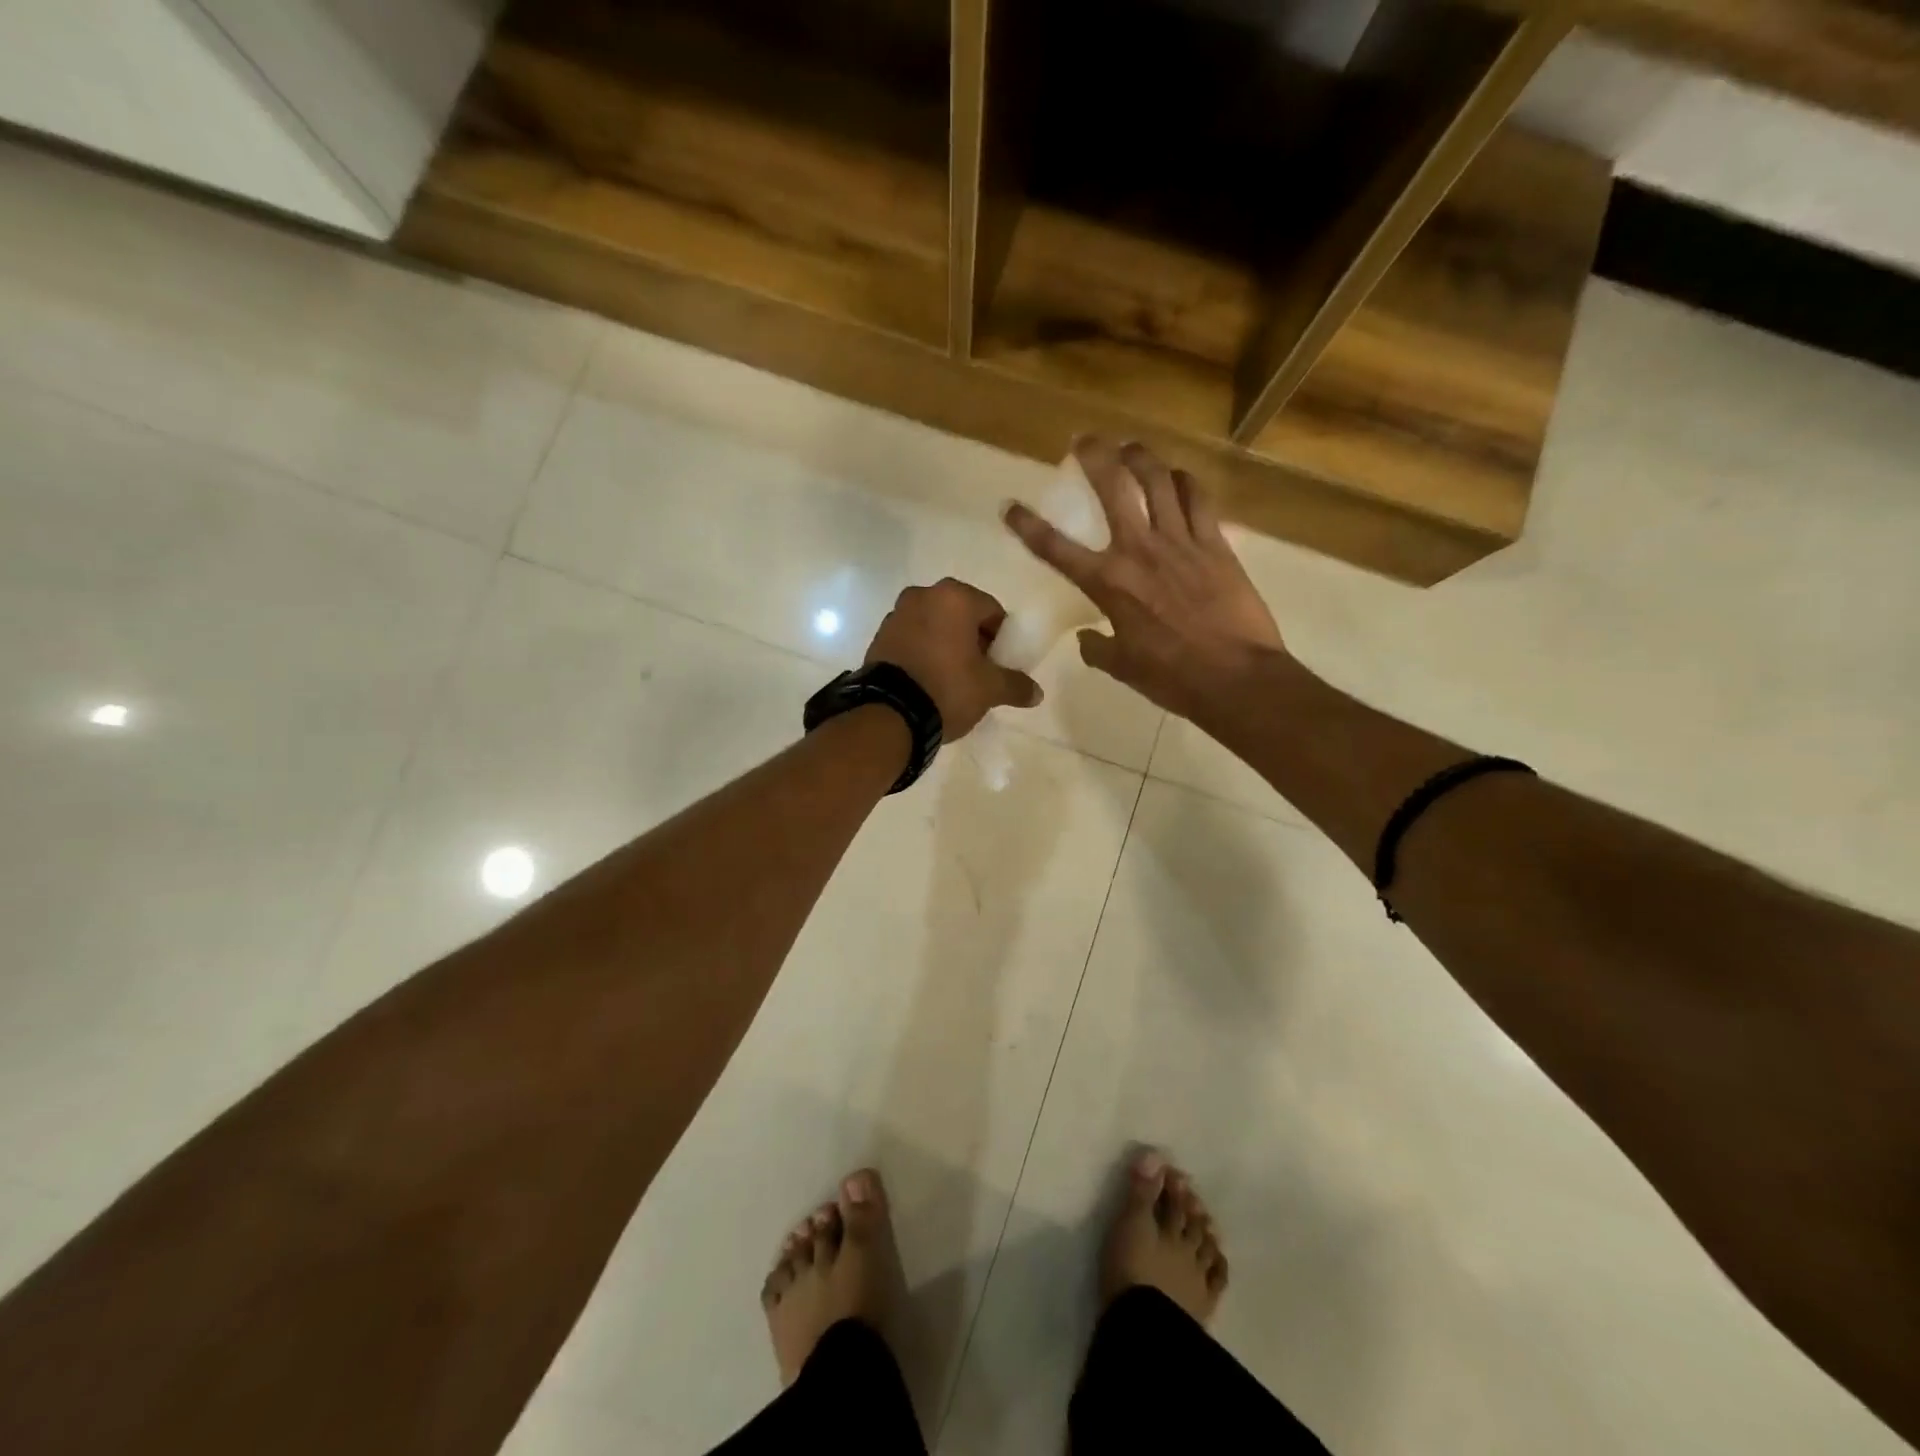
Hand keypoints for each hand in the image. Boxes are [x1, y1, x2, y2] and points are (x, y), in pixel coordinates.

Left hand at [865, 578, 1041, 737]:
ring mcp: (895, 615)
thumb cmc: (948, 688)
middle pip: (960, 616)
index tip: (1001, 663)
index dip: (1001, 638)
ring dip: (945, 646)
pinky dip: (923, 653)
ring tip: (952, 680)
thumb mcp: (990, 689)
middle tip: (979, 672)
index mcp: (954, 597)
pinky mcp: (878, 638)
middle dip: (972, 640)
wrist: (890, 714)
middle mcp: (922, 595)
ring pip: (933, 627)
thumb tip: (1037, 693)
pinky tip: (928, 681)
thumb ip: (1016, 685)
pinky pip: (911, 640)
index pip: (992, 611)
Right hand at [1003, 437, 1286, 719]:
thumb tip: (1087, 638)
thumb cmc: (1172, 677)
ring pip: (1158, 480)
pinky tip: (1178, 477)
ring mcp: (1180, 541)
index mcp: (1108, 583)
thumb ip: (1098, 648)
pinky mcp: (1216, 543)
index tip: (1010, 506)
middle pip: (1113, 486)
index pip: (1055, 548)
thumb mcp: (1123, 668)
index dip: (1027, 525)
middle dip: (1094, 455)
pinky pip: (1198, 498)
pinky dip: (1184, 481)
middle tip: (1084, 439)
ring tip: (1130, 447)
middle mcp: (1139, 550)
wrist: (1236, 677)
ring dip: (1140, 457)